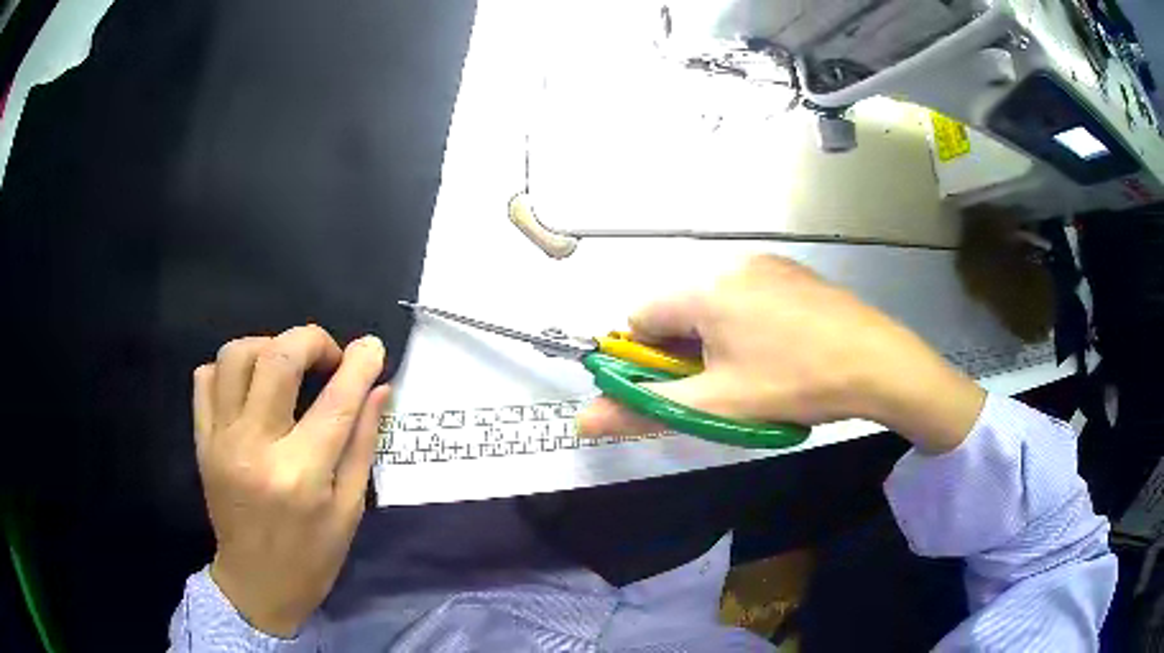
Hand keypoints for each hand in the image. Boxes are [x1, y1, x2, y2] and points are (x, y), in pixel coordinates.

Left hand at [192, 325, 390, 636]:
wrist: (256, 585)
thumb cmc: (312, 557)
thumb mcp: (349, 510)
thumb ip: (362, 444)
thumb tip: (379, 389)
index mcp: (302, 474)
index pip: (336, 400)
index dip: (360, 363)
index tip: (373, 347)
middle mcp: (256, 447)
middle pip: (278, 358)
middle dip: (311, 340)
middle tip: (329, 356)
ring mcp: (221, 440)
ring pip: (236, 356)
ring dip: (268, 346)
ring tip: (287, 367)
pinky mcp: (202, 441)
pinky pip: (205, 378)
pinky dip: (229, 367)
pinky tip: (250, 385)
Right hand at [577, 256, 985, 453]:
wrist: (876, 362)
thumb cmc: (792, 383)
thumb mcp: (716, 405)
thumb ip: (646, 409)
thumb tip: (581, 421)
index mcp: (703, 289)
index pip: (640, 316)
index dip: (646, 358)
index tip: (677, 386)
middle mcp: (729, 264)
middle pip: (678, 307)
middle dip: (683, 349)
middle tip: (718, 386)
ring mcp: (765, 263)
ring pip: (713, 301)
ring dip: (714, 337)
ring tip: (752, 371)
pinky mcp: (791, 271)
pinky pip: (746, 294)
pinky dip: (744, 322)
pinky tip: (778, 349)